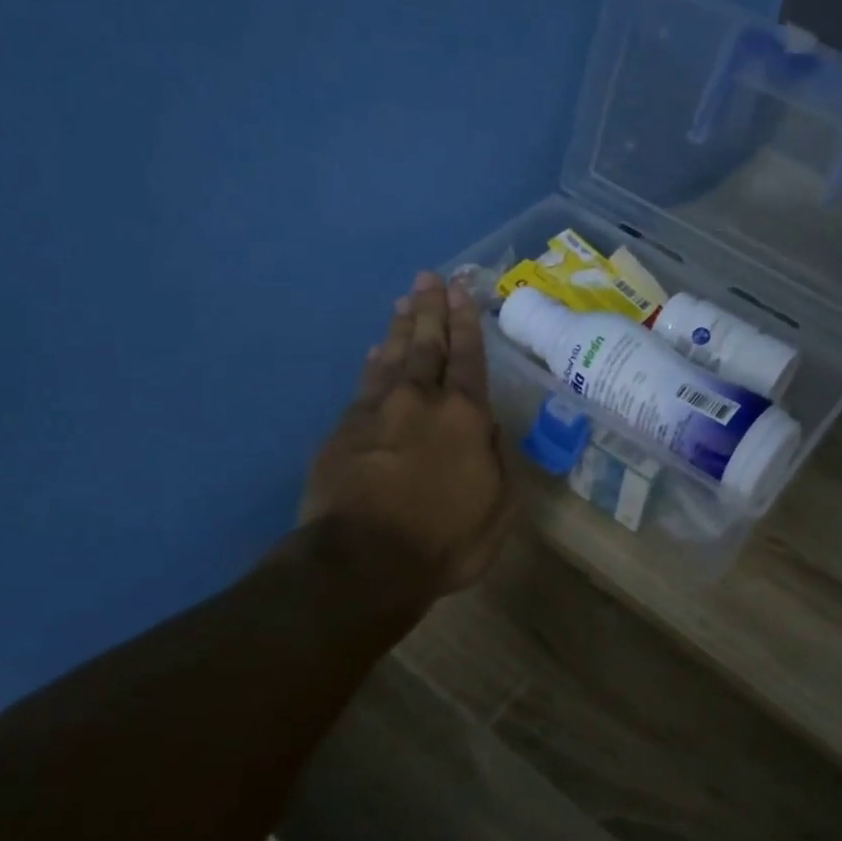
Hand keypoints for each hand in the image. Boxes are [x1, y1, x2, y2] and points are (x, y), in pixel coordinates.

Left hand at [292, 270, 512, 609]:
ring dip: (400, 328)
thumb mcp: (497, 510)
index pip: (469, 359)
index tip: (463, 292)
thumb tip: (488, 429)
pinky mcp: (344, 430)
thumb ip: (497, 463)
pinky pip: (364, 385)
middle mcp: (421, 402)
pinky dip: (373, 363)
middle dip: (431, 310)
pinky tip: (374, 352)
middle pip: (426, 346)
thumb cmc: (444, 541)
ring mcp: (377, 412)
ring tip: (405, 302)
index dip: (467, 324)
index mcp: (465, 419)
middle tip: (429, 278)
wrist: (363, 562)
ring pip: (392, 358)